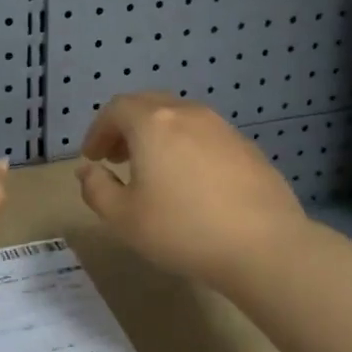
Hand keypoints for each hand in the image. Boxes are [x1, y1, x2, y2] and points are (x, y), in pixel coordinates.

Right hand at [77, 92, 307, 290]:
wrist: (263, 245)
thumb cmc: (182, 229)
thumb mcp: (124, 218)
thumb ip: (97, 189)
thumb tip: (87, 171)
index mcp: (153, 123)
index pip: (116, 109)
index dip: (98, 130)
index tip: (93, 157)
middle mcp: (188, 114)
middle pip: (148, 105)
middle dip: (126, 128)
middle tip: (117, 158)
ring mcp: (222, 127)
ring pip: (179, 118)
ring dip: (157, 136)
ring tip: (153, 170)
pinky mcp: (246, 147)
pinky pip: (205, 136)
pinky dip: (186, 147)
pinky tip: (191, 182)